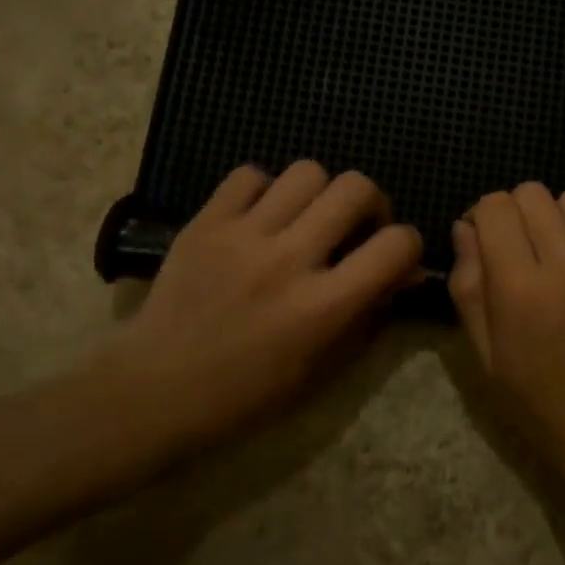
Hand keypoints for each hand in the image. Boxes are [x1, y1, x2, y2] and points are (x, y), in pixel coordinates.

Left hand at [88, 162, 421, 458]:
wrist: (156, 389)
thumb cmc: (248, 393)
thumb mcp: (322, 367)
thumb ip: (370, 314)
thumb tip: (406, 272)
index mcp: (323, 306)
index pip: (396, 244)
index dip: (408, 244)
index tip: (393, 256)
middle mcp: (289, 260)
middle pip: (355, 187)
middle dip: (370, 203)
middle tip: (354, 227)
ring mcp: (243, 235)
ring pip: (307, 171)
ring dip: (319, 193)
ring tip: (304, 219)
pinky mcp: (205, 222)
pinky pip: (249, 175)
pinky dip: (263, 190)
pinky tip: (259, 218)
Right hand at [449, 183, 564, 491]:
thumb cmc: (537, 399)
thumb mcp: (484, 353)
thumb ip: (469, 285)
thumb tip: (465, 228)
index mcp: (520, 288)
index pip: (496, 206)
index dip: (485, 215)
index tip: (489, 240)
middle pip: (534, 194)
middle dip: (519, 213)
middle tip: (524, 248)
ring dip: (561, 220)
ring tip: (564, 254)